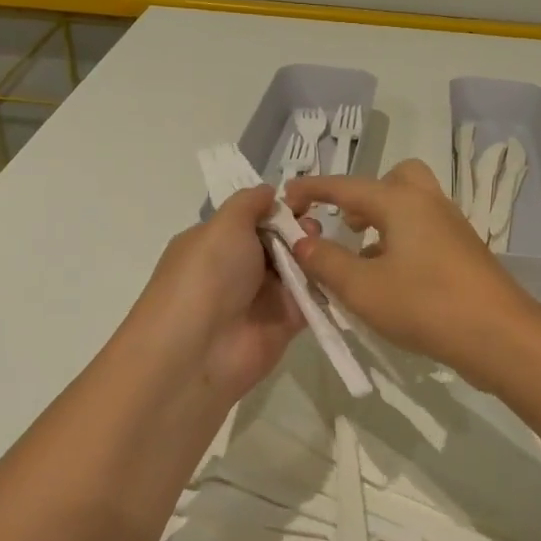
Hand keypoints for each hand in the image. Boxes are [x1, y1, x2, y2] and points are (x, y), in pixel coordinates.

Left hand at [133, 186, 306, 405]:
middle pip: (278, 242)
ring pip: (297, 268)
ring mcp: (262, 298)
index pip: (253, 219)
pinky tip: (341, 270)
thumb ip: (249, 204)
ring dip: (313, 255)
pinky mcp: (285, 323)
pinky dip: (325, 286)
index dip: (278, 208)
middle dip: (300, 230)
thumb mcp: (223, 225)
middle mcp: (237, 269)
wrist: (199, 350)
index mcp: (215, 243)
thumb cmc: (207, 275)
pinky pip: (311, 298)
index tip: (304, 199)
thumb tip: (268, 190)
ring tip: (325, 249)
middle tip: (314, 228)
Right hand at [284, 160, 540, 384]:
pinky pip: (425, 232)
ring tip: (360, 258)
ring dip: (383, 222)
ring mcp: (451, 228)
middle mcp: (428, 204)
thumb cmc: (425, 304)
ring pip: (411, 207)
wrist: (499, 335)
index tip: (286, 197)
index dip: (313, 189)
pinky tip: (391, 281)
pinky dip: (402, 242)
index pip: (346, 186)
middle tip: (346, 224)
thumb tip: (302, 240)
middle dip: (364, 196)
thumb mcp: (362, 287)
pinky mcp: (464, 253)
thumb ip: (326, 261)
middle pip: (394, 180)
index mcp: (401, 202)